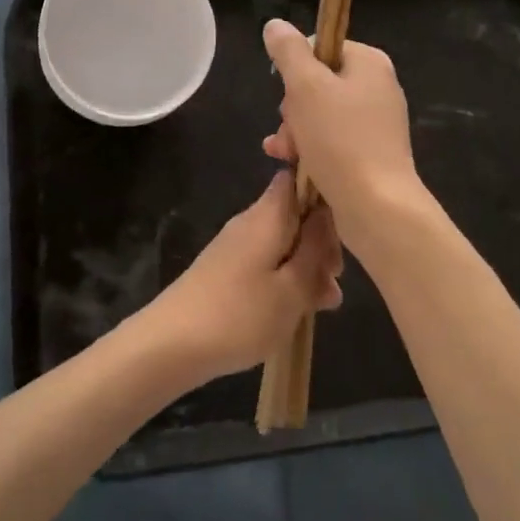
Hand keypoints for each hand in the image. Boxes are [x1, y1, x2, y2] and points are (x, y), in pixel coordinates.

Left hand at [132, 172, 342, 386]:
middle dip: (322, 243)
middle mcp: (252, 221)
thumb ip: (316, 249)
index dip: (324, 192)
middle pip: (296, 215)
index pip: (297, 177)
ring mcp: (238, 245)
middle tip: (334, 280)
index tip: (346, 225)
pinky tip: (298, 310)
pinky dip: (287, 279)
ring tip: (324, 305)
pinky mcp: (228, 268)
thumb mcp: (292, 288)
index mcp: (269, 214)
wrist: (173, 343)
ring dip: (308, 267)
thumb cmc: (240, 314)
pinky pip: (268, 262)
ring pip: (284, 243)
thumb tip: (328, 212)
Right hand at [261, 19, 423, 249]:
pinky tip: (288, 162)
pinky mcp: (368, 153)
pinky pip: (329, 139)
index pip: (320, 46)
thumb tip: (275, 24)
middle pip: (316, 82)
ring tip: (284, 152)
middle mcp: (376, 87)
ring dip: (294, 130)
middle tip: (289, 127)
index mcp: (369, 62)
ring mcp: (374, 122)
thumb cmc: (341, 139)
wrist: (377, 207)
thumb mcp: (306, 87)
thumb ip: (289, 52)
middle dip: (292, 107)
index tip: (287, 92)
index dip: (294, 68)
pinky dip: (308, 148)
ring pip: (318, 114)